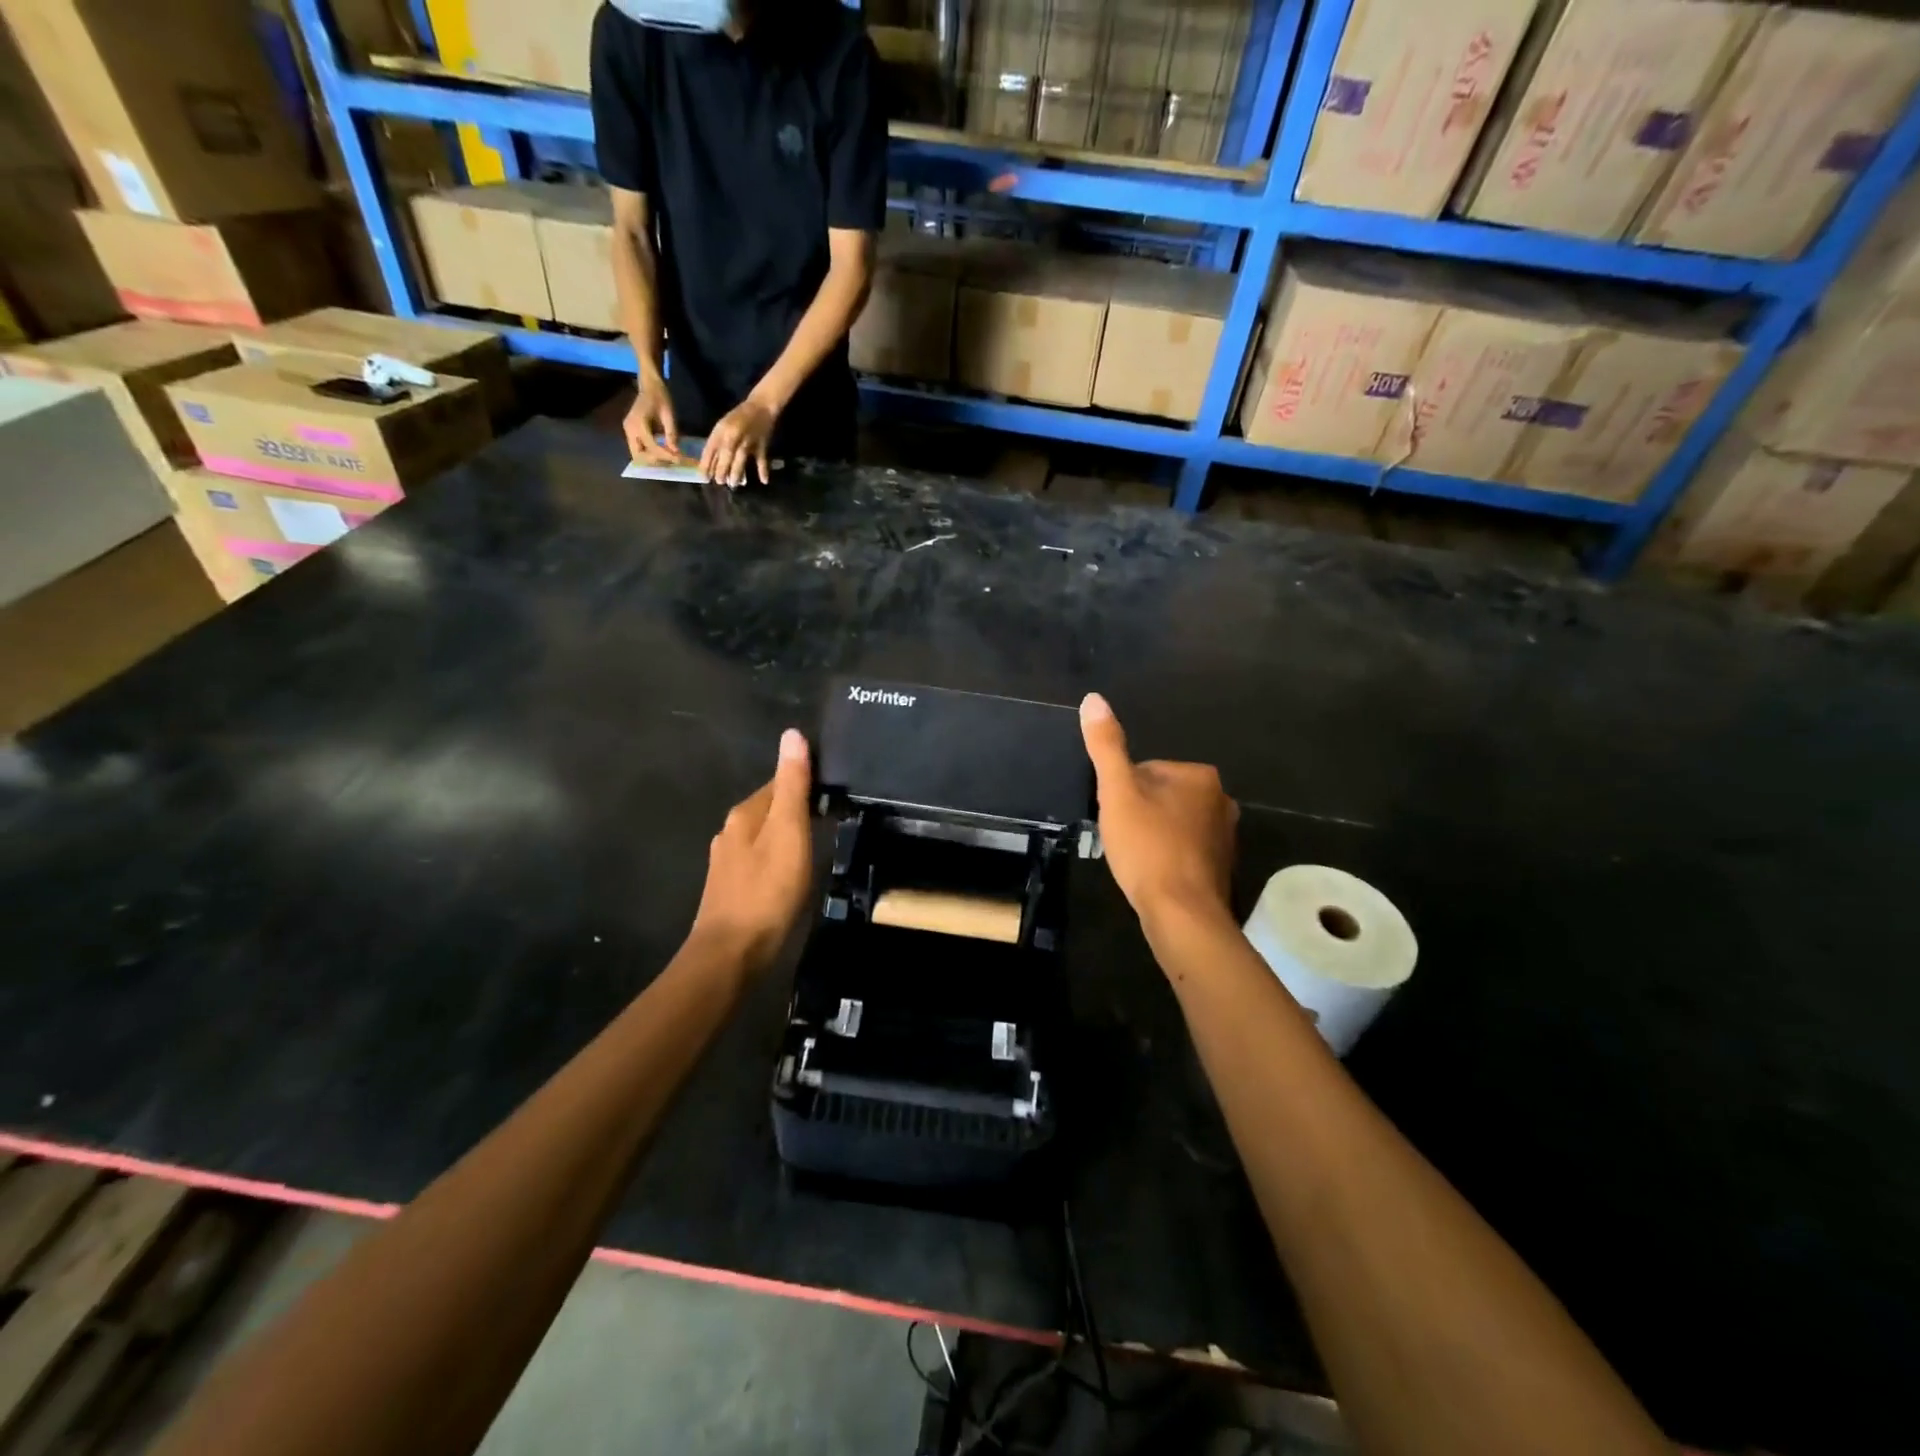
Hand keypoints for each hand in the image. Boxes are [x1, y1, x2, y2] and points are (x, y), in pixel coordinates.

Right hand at [624, 370, 679, 464]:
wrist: (650, 386)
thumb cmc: (660, 396)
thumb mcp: (669, 414)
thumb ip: (671, 433)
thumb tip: (676, 452)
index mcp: (638, 423)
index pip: (651, 446)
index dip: (666, 455)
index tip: (679, 460)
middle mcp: (629, 429)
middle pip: (639, 456)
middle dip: (656, 461)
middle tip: (672, 461)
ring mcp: (628, 431)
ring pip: (637, 455)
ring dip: (653, 460)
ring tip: (669, 459)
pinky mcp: (631, 433)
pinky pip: (639, 449)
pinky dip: (650, 455)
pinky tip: (663, 453)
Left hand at [690, 728, 814, 972]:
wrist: (732, 953)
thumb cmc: (767, 890)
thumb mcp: (788, 831)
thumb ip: (792, 785)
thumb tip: (792, 734)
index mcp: (744, 814)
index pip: (778, 782)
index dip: (806, 781)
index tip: (835, 788)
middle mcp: (730, 832)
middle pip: (770, 808)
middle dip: (797, 808)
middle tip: (834, 816)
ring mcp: (727, 862)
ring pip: (764, 836)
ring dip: (788, 834)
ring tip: (818, 844)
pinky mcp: (731, 888)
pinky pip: (760, 860)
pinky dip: (778, 858)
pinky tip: (792, 873)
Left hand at [700, 396, 777, 487]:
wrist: (760, 406)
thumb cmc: (739, 417)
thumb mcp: (723, 426)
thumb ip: (717, 443)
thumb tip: (711, 464)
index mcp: (721, 431)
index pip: (711, 450)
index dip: (706, 464)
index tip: (703, 477)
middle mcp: (733, 436)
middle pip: (725, 456)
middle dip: (721, 471)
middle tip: (719, 482)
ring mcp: (748, 441)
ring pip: (741, 459)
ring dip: (736, 473)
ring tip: (734, 484)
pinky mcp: (761, 445)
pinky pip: (761, 459)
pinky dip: (763, 470)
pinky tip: (764, 481)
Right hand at [1080, 693, 1237, 928]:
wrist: (1182, 913)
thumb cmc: (1147, 847)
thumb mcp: (1117, 792)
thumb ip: (1106, 746)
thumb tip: (1093, 699)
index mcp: (1199, 775)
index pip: (1144, 771)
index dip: (1122, 794)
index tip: (1116, 818)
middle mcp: (1221, 800)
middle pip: (1160, 796)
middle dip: (1139, 814)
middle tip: (1123, 840)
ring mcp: (1226, 835)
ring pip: (1172, 824)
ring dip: (1152, 836)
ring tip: (1135, 859)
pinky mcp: (1223, 866)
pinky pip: (1185, 849)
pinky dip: (1168, 857)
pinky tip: (1154, 874)